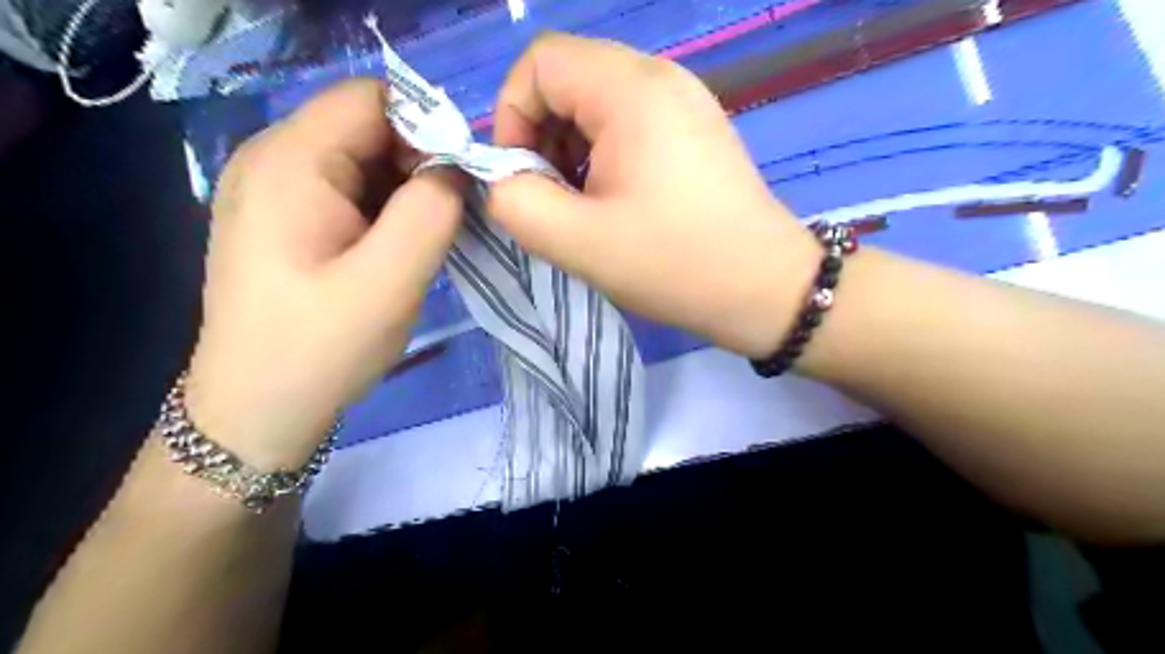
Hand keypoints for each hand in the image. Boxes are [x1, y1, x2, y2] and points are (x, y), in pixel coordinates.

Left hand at [184, 78, 463, 468]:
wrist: (258, 410)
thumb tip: (455, 168)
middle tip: (447, 222)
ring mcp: (274, 190)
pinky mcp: (285, 218)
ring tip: (423, 243)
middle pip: (368, 127)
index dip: (428, 130)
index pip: (374, 99)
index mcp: (290, 161)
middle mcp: (272, 159)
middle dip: (419, 164)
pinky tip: (395, 251)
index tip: (459, 186)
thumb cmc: (321, 348)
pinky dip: (385, 210)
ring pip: (363, 160)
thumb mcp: (391, 280)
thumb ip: (432, 210)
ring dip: (406, 192)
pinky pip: (349, 190)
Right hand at [487, 34, 817, 360]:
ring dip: (571, 150)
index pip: (540, 63)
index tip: (521, 176)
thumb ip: (516, 203)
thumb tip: (503, 180)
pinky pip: (629, 123)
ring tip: (582, 206)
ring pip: (597, 104)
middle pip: (570, 80)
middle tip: (551, 199)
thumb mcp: (579, 242)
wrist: (764, 289)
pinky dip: (603, 156)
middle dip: (542, 137)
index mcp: (631, 90)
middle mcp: (661, 77)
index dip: (513, 115)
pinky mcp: (695, 130)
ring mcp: (684, 102)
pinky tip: (614, 202)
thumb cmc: (675, 263)